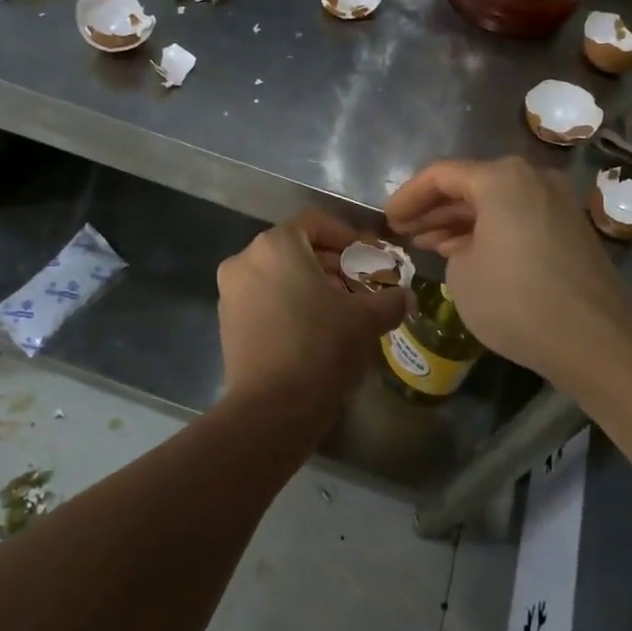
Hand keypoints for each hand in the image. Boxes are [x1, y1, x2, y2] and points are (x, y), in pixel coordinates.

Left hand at [215, 209, 409, 429]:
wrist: (271, 408)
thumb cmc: (321, 347)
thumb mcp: (366, 319)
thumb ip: (390, 299)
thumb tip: (405, 296)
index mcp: (276, 245)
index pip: (315, 222)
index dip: (346, 236)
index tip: (367, 257)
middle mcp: (245, 259)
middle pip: (295, 248)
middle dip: (330, 263)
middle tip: (359, 285)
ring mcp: (230, 291)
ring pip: (278, 274)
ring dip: (310, 284)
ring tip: (340, 309)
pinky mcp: (226, 321)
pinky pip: (263, 297)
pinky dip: (288, 303)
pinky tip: (313, 329)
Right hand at [387, 157, 631, 389]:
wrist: (595, 340)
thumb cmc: (515, 299)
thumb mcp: (461, 272)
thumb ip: (453, 245)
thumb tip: (469, 246)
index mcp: (502, 177)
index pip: (441, 175)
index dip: (408, 196)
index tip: (386, 219)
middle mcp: (532, 178)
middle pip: (470, 185)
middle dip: (433, 208)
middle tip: (403, 230)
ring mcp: (556, 202)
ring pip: (495, 203)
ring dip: (459, 221)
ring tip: (426, 243)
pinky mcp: (569, 230)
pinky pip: (517, 219)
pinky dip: (488, 231)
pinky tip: (463, 252)